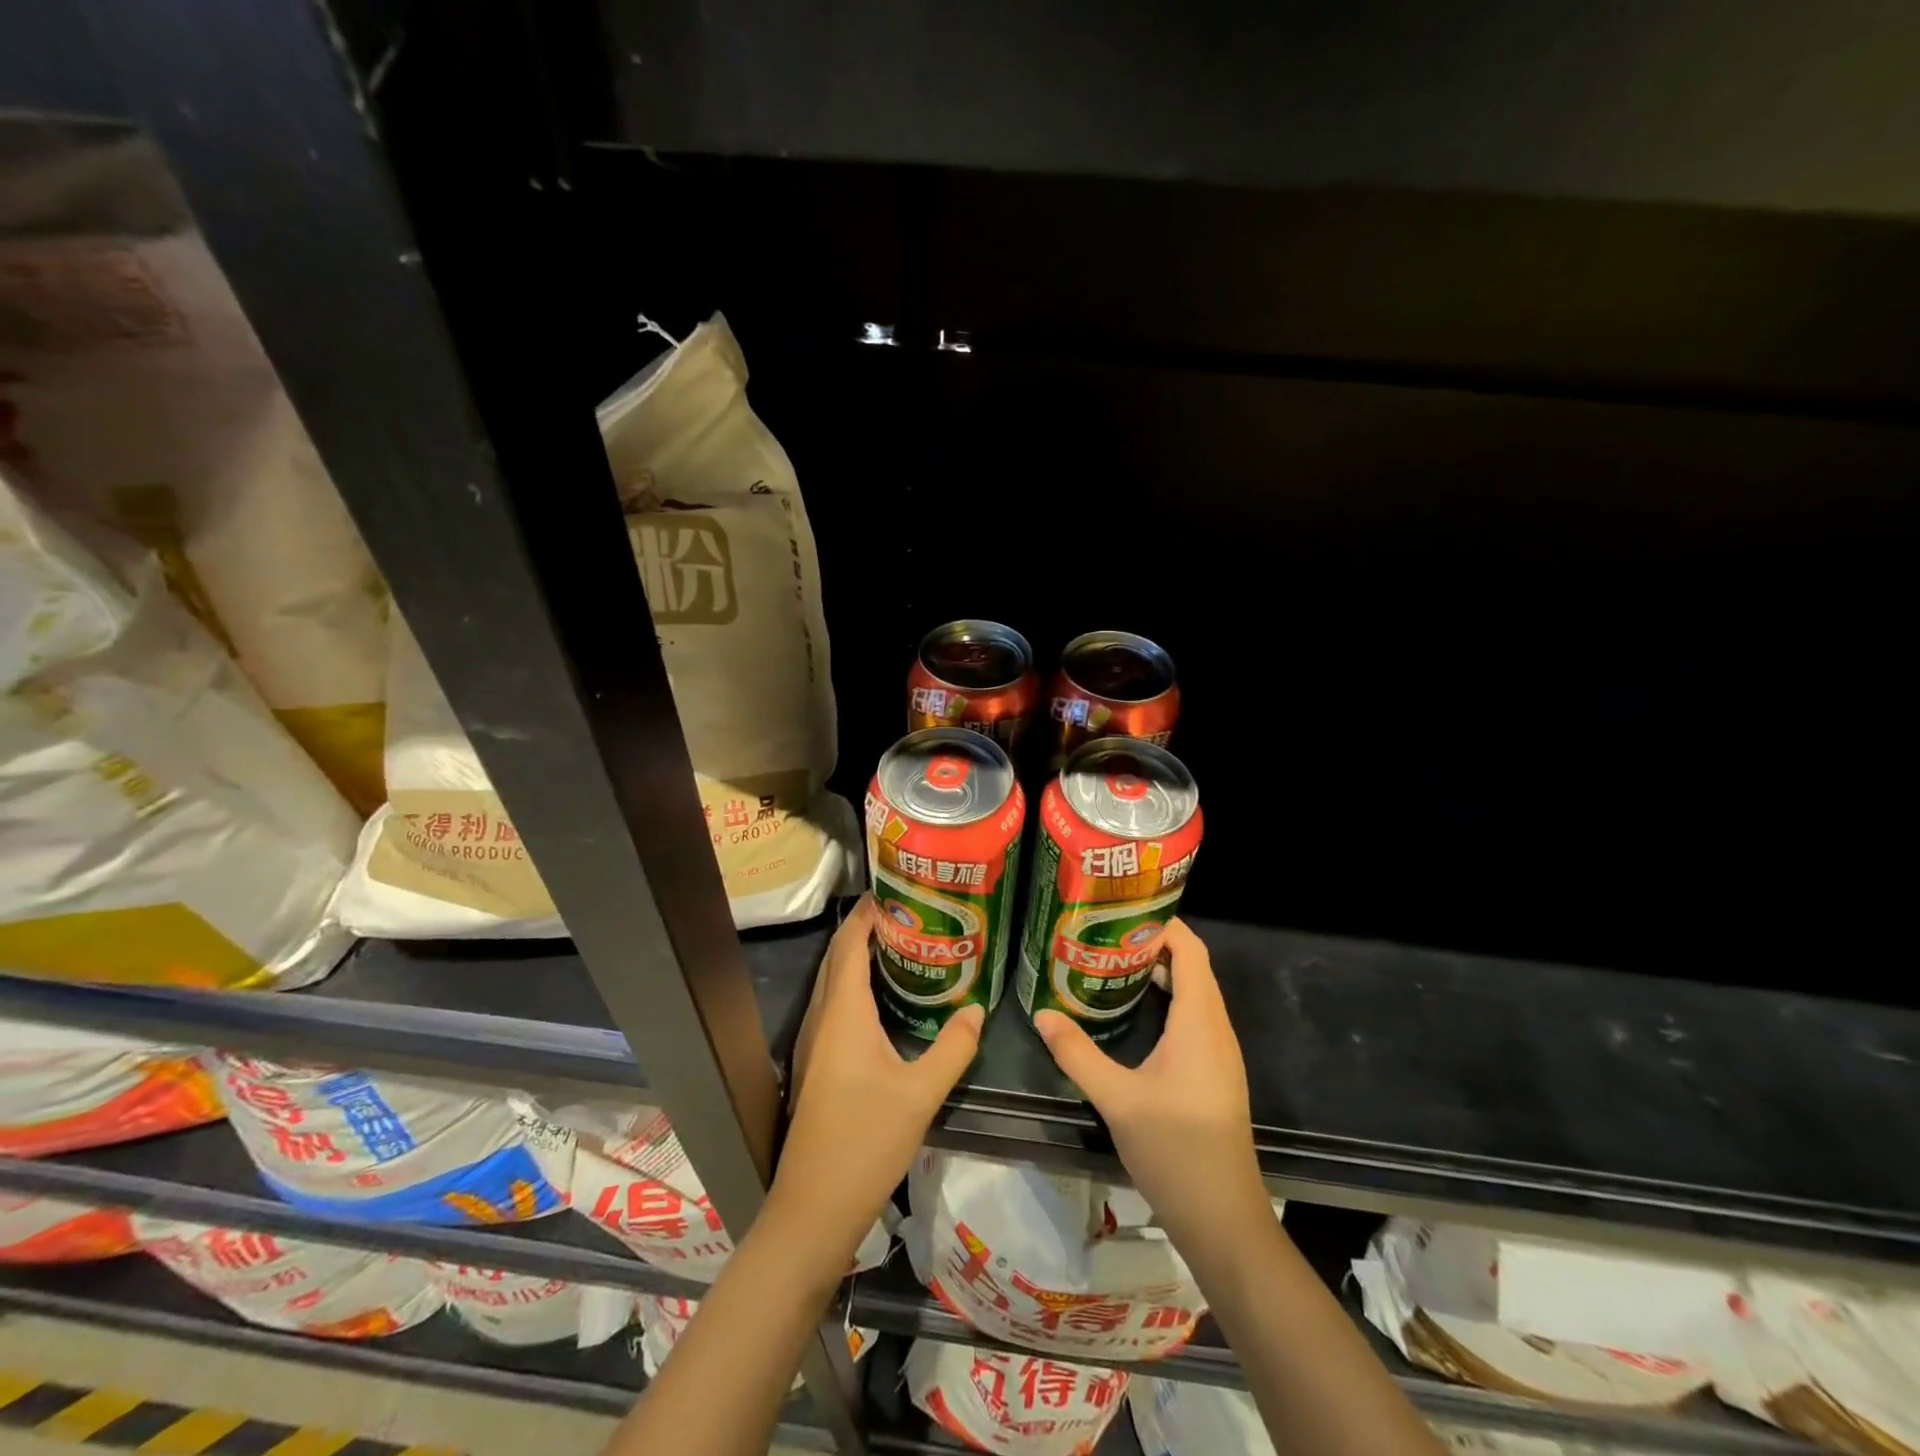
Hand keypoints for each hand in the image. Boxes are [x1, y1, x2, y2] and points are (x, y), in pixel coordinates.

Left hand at [769, 896, 984, 1262]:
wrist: (813, 1208)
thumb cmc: (865, 1143)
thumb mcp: (921, 1094)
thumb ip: (953, 1048)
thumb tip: (978, 1010)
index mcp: (842, 1014)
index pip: (850, 945)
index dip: (867, 914)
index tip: (896, 891)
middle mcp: (821, 1019)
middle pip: (837, 958)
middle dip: (865, 929)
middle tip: (907, 913)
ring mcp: (813, 1043)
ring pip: (832, 982)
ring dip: (858, 957)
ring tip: (900, 944)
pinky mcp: (815, 1064)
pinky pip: (833, 1006)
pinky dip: (854, 985)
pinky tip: (882, 998)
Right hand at [1034, 919, 1266, 1246]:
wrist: (1224, 1219)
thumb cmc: (1176, 1150)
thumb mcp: (1117, 1099)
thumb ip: (1077, 1054)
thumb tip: (1042, 1014)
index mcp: (1200, 1022)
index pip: (1190, 949)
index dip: (1161, 923)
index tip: (1118, 911)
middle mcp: (1215, 1028)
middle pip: (1191, 966)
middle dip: (1150, 943)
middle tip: (1101, 934)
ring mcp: (1217, 1052)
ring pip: (1191, 992)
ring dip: (1156, 973)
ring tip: (1107, 962)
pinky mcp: (1212, 1072)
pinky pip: (1191, 1017)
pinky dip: (1163, 1000)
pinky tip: (1128, 1012)